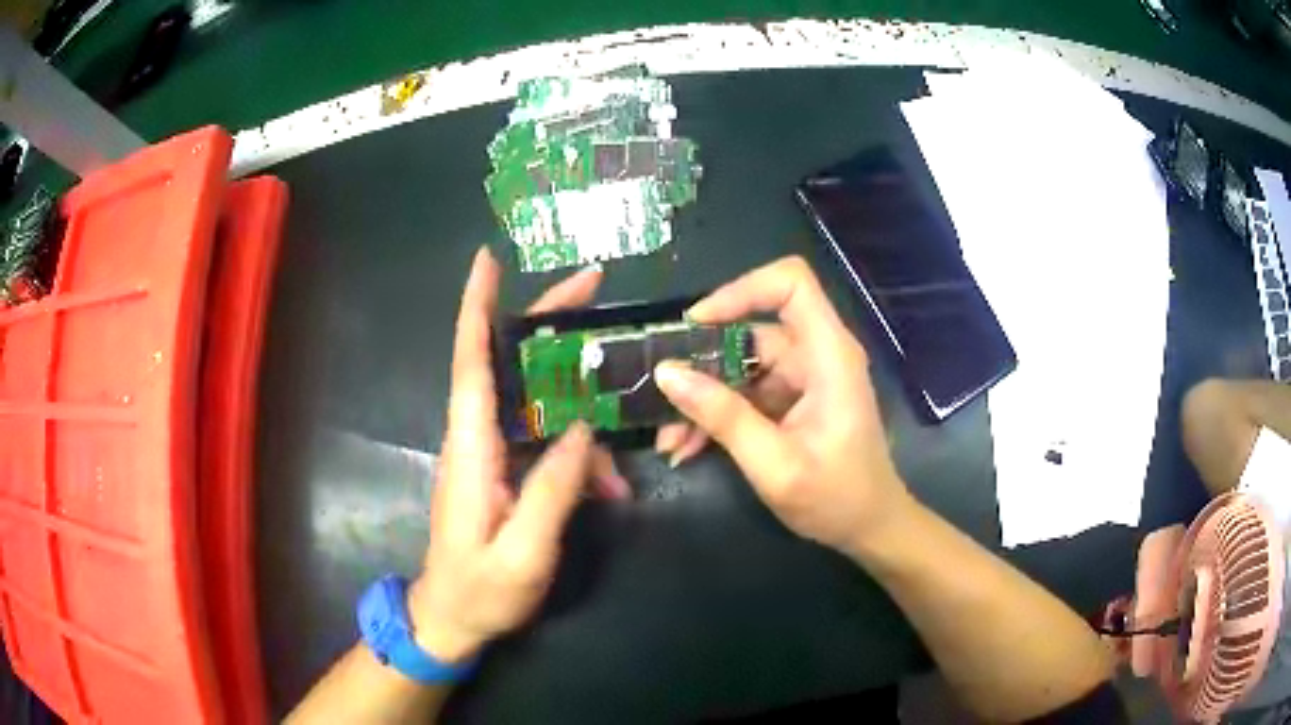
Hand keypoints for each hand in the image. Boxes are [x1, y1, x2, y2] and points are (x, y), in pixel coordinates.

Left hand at [407, 248, 625, 663]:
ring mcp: (490, 453)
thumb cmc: (480, 591)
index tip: (488, 259)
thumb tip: (580, 430)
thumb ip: (551, 491)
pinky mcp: (505, 470)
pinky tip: (610, 485)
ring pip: (535, 401)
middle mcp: (475, 438)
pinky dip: (580, 453)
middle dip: (547, 321)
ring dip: (578, 400)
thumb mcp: (523, 553)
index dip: (477, 307)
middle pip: (507, 362)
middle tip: (595, 287)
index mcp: (471, 449)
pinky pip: (546, 441)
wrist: (452, 619)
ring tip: (621, 423)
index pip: (470, 362)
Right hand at [653, 256, 912, 556]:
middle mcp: (817, 354)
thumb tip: (667, 374)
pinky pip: (746, 392)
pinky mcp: (794, 399)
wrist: (868, 528)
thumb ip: (723, 417)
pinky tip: (688, 447)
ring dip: (703, 398)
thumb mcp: (774, 464)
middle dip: (703, 365)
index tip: (695, 325)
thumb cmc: (836, 498)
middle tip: (662, 397)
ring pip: (740, 366)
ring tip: (671, 440)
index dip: (741, 290)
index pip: (791, 284)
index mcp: (829, 355)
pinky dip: (718, 415)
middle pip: (752, 330)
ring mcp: (804, 377)